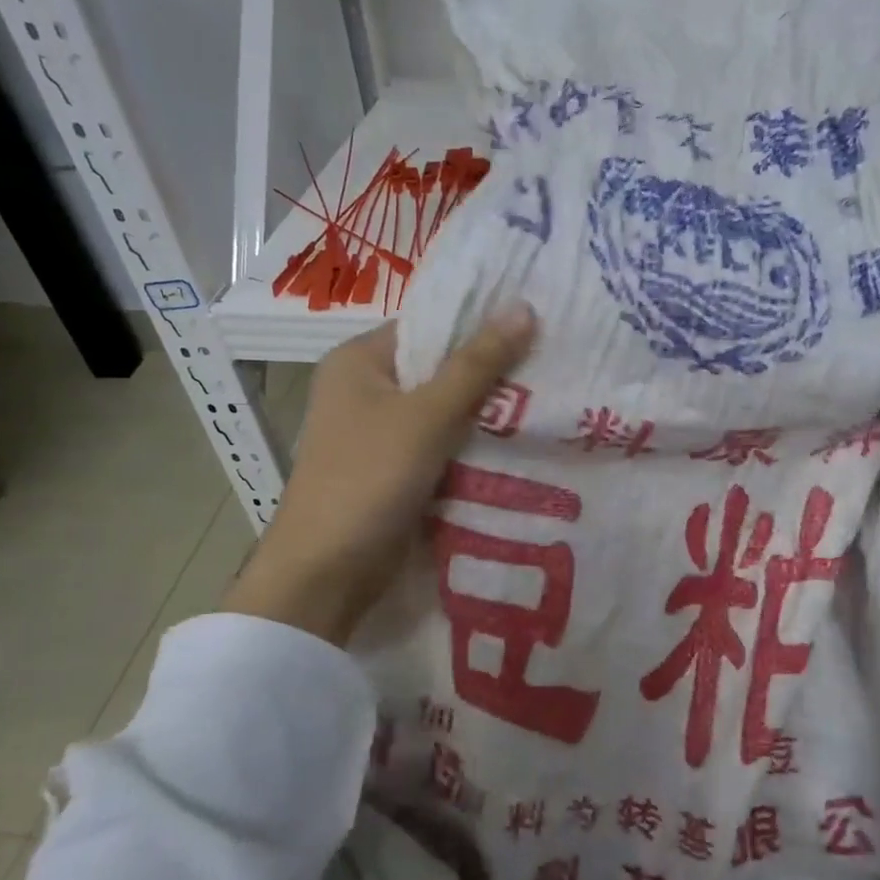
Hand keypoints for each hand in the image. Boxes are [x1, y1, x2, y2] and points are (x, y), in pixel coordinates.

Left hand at [221, 304, 536, 645]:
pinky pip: (442, 447)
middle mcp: (366, 391)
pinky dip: (472, 448)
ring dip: (487, 414)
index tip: (537, 326)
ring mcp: (379, 435)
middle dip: (491, 374)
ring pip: (445, 412)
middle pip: (439, 370)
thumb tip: (524, 306)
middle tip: (553, 366)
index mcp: (359, 361)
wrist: (326, 572)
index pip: (429, 327)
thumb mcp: (427, 416)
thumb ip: (476, 364)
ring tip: (549, 401)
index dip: (480, 325)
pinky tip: (519, 445)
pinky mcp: (395, 472)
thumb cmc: (369, 478)